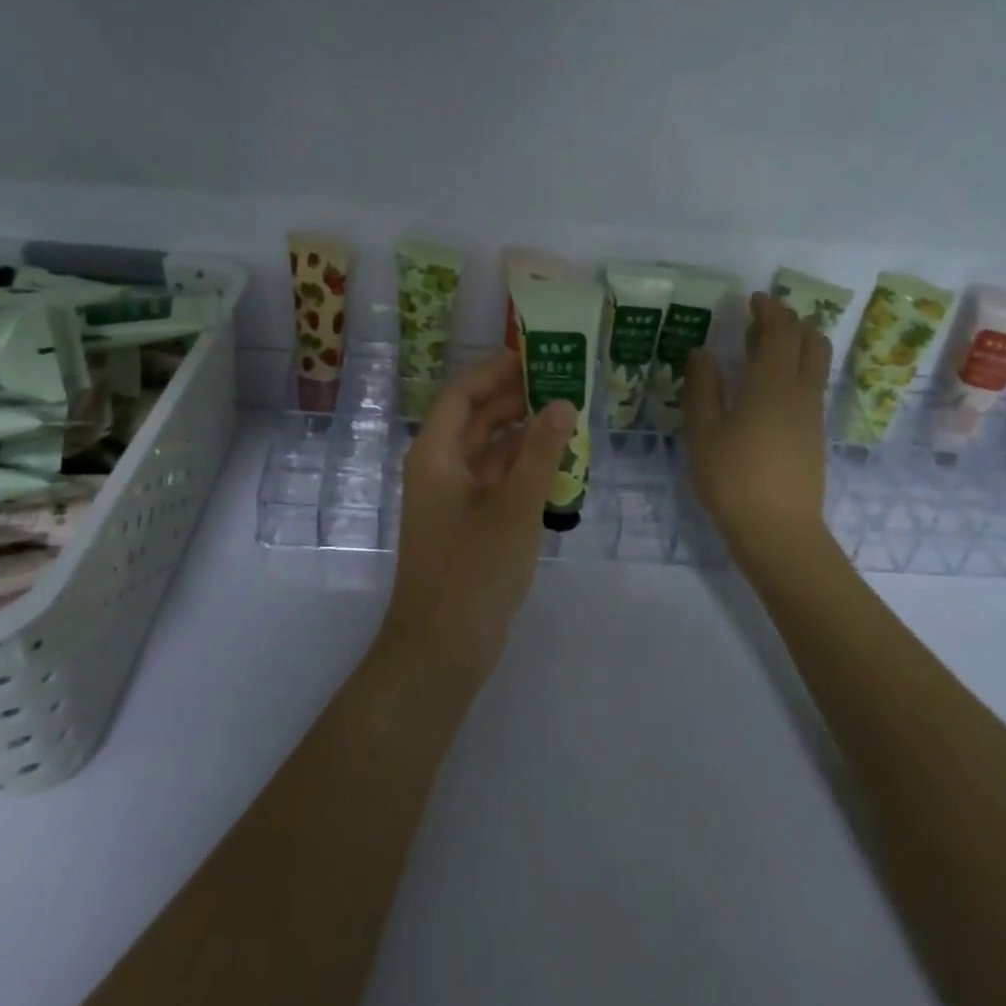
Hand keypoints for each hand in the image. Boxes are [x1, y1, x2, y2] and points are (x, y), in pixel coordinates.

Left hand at [383, 351, 576, 676]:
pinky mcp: (468, 524)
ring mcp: (453, 498)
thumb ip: (540, 453)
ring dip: (524, 435)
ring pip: (489, 451)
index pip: (462, 393)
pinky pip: (496, 481)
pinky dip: (523, 469)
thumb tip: (562, 403)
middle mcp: (439, 468)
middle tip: (564, 384)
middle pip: (476, 419)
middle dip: (516, 399)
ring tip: (570, 419)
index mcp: (436, 454)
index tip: (536, 356)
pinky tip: (559, 465)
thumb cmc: (473, 570)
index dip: (495, 371)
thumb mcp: (514, 507)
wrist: (442, 649)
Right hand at [683, 294, 832, 566]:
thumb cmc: (733, 479)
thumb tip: (702, 351)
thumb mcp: (703, 433)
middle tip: (760, 321)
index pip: (781, 332)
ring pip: (815, 364)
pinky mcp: (814, 434)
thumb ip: (702, 388)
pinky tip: (767, 387)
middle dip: (790, 322)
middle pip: (811, 341)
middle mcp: (800, 392)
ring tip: (761, 350)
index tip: (753, 299)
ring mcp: (812, 414)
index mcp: (771, 385)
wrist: (779, 531)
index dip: (770, 310)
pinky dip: (795, 369)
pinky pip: (811, 385)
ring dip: (795, 345)